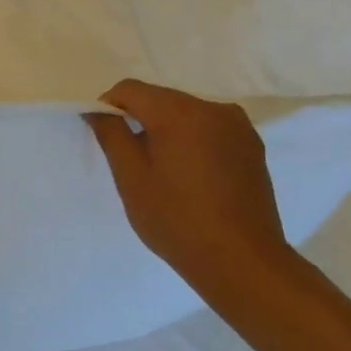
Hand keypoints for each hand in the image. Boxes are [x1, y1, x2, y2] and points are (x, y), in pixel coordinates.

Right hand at [86, 79, 293, 297]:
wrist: (242, 261)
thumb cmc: (177, 219)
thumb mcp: (131, 177)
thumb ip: (111, 134)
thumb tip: (98, 110)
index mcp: (180, 112)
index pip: (130, 89)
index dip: (109, 108)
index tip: (105, 139)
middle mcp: (213, 108)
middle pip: (160, 99)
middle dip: (139, 120)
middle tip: (131, 161)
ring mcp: (238, 126)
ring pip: (185, 113)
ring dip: (166, 131)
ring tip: (163, 172)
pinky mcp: (252, 146)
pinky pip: (209, 129)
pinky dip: (191, 141)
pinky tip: (190, 177)